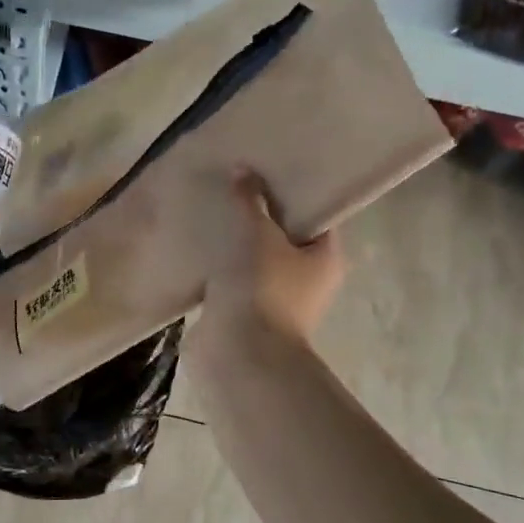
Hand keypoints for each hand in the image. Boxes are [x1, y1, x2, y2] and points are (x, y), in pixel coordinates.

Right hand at [192, 166, 343, 355]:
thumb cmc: (263, 290)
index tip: (269, 169)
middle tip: (235, 183)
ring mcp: (272, 298)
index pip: (316, 215)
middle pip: (283, 236)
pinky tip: (198, 242)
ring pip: (254, 259)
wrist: (239, 353)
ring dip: (235, 241)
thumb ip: (250, 202)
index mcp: (325, 258)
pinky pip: (230, 280)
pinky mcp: (241, 312)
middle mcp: (306, 279)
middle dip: (260, 214)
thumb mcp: (259, 236)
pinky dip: (217, 266)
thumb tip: (243, 170)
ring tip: (212, 208)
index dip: (295, 191)